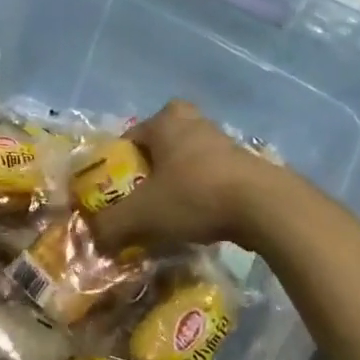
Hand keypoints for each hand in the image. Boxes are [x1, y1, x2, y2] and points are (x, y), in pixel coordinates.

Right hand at [88, 100, 286, 251]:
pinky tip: (199, 221)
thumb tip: (94, 238)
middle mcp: (194, 122)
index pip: (129, 137)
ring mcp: (224, 141)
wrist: (265, 207)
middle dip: (151, 169)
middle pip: (161, 145)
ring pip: (188, 161)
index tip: (116, 192)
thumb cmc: (194, 196)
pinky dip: (202, 195)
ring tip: (169, 215)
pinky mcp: (247, 164)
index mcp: (165, 121)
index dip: (118, 166)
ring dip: (178, 183)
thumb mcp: (141, 214)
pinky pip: (212, 177)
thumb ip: (110, 225)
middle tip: (143, 197)